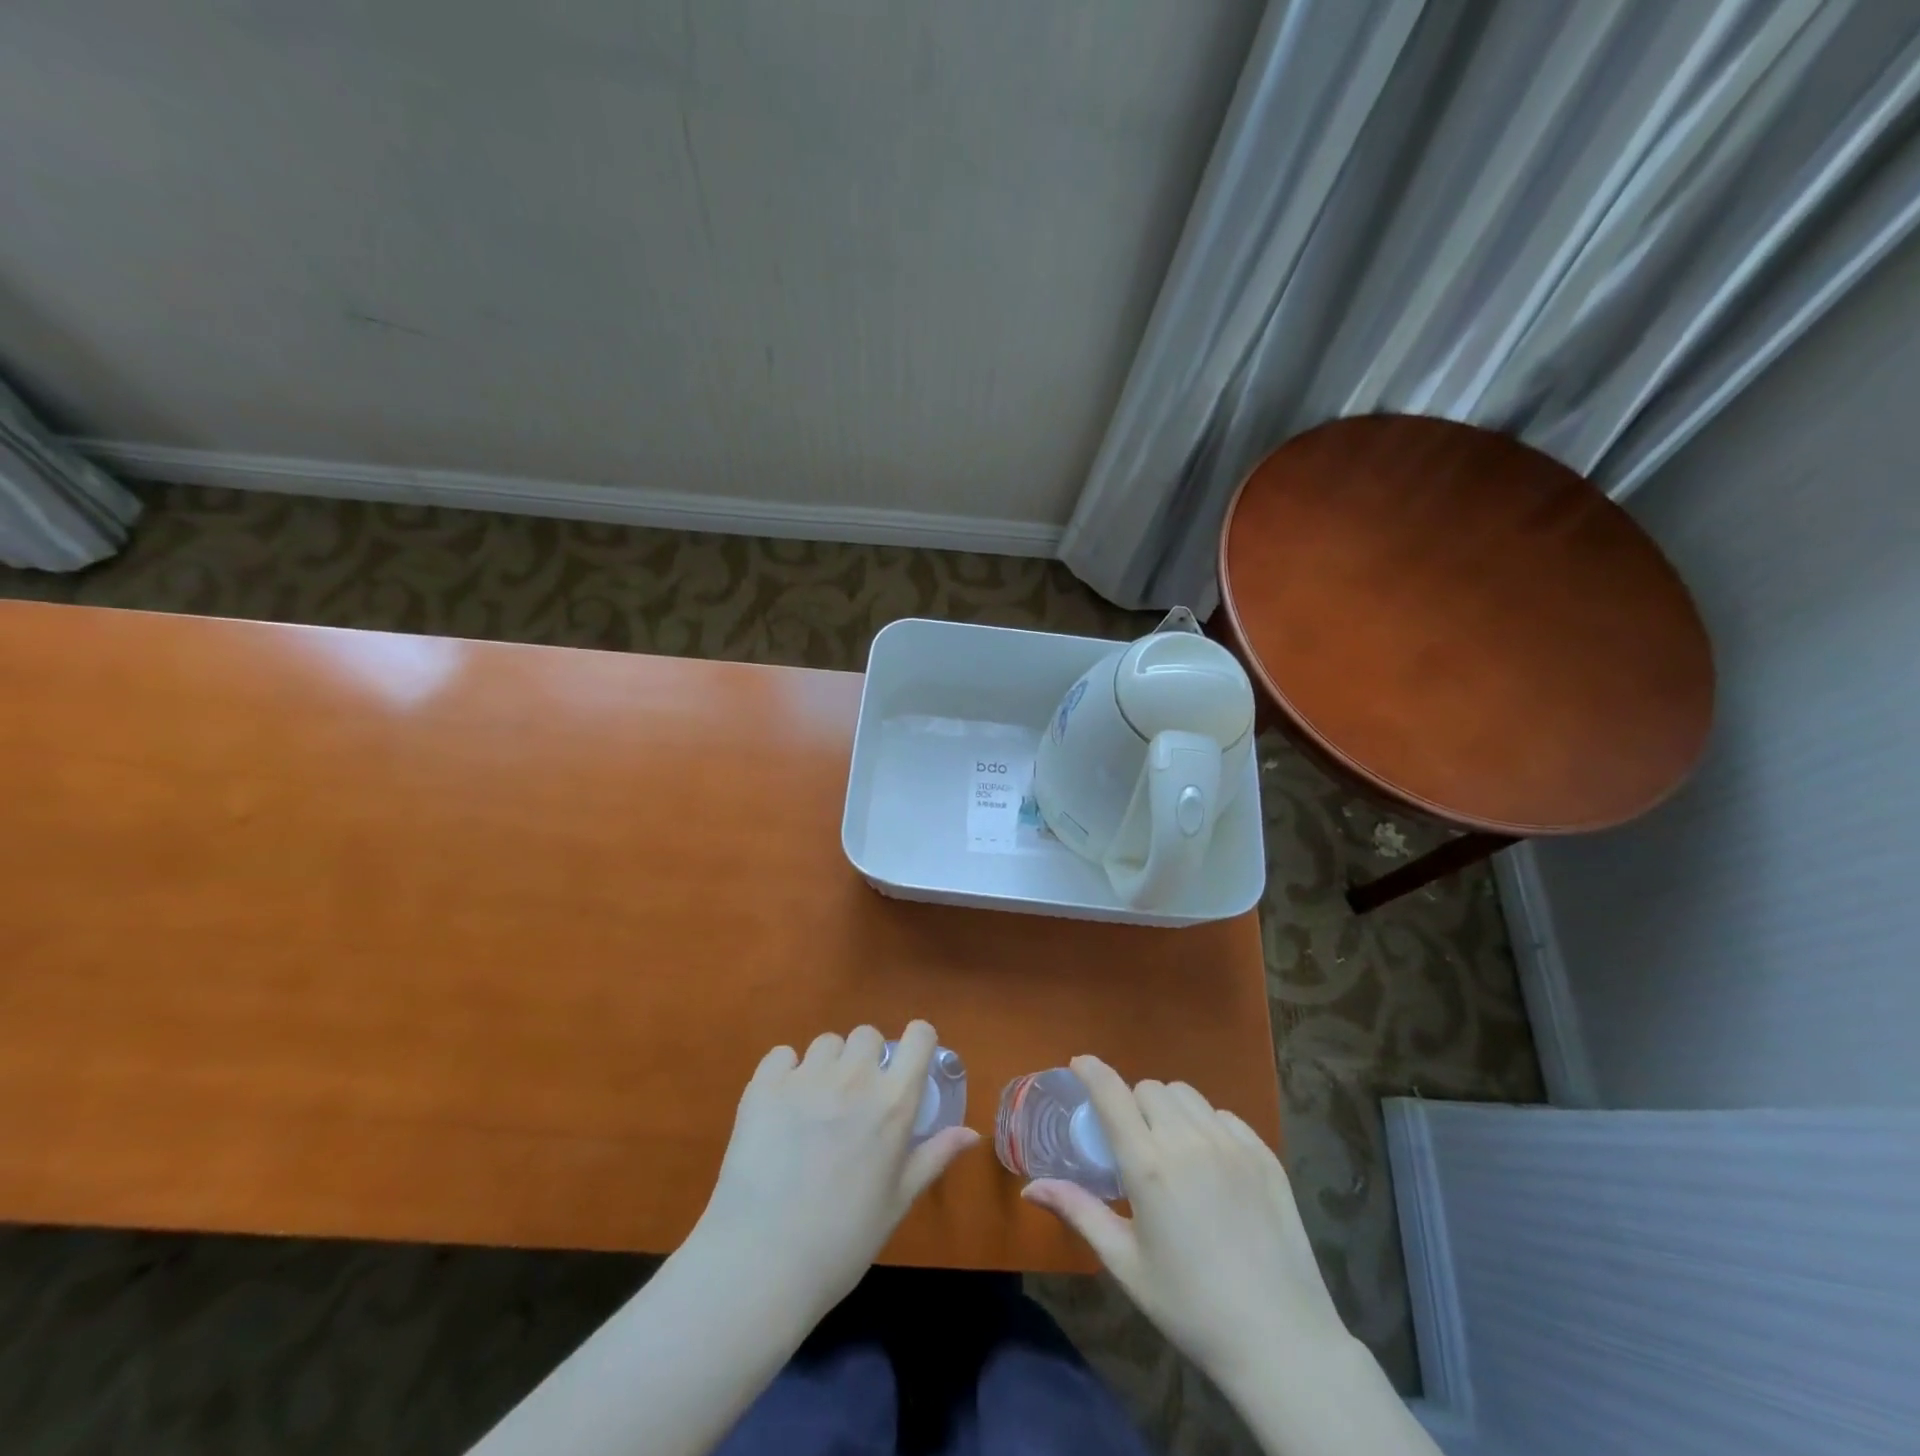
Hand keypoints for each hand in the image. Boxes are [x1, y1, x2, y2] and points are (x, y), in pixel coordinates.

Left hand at [689, 1021, 978, 1329]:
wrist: (762, 1263)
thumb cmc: (842, 1241)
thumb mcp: (898, 1203)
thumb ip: (934, 1157)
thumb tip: (971, 1133)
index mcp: (893, 1103)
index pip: (919, 1037)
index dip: (917, 1042)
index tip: (908, 1063)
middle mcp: (854, 1078)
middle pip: (867, 1035)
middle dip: (865, 1058)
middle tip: (855, 1098)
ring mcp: (807, 1077)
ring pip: (826, 1043)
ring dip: (827, 1065)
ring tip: (815, 1106)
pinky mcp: (764, 1085)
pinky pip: (782, 1055)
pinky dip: (785, 1072)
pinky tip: (781, 1107)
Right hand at [1022, 1055, 1347, 1391]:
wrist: (1281, 1342)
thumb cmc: (1191, 1307)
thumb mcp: (1126, 1265)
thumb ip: (1079, 1213)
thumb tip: (1030, 1189)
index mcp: (1149, 1166)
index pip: (1112, 1093)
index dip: (1092, 1070)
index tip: (1079, 1063)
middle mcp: (1188, 1141)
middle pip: (1149, 1089)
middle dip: (1133, 1103)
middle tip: (1132, 1140)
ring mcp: (1231, 1144)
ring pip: (1187, 1095)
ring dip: (1168, 1108)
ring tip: (1171, 1147)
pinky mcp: (1264, 1154)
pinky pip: (1224, 1115)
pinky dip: (1207, 1123)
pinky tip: (1209, 1161)